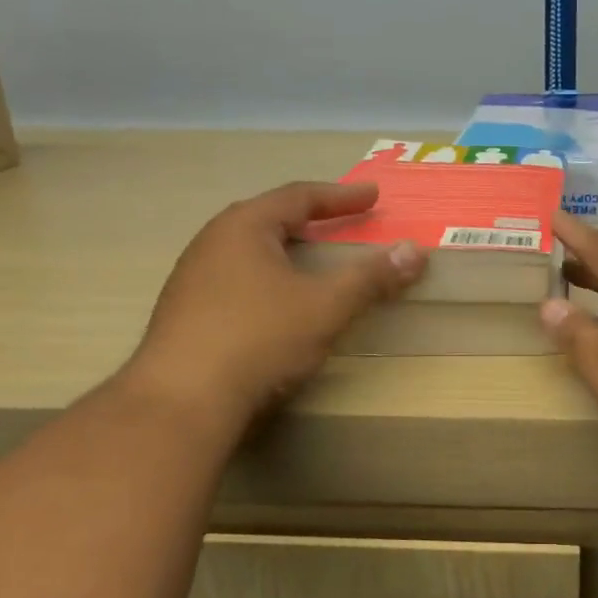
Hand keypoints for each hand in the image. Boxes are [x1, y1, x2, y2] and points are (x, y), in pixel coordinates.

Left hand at [125, 181, 423, 418]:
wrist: (182, 401)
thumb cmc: (258, 338)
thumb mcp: (326, 306)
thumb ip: (371, 277)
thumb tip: (415, 251)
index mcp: (243, 227)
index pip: (298, 196)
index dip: (340, 196)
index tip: (373, 196)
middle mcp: (212, 242)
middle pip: (269, 219)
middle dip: (310, 220)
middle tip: (342, 223)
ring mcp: (192, 278)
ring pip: (250, 251)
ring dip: (287, 251)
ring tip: (313, 261)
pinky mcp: (185, 313)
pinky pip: (237, 279)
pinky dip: (268, 278)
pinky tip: (278, 303)